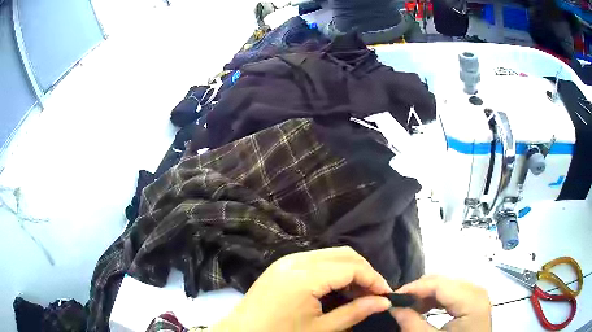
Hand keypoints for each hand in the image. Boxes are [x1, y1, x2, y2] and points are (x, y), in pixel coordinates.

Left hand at [212, 247, 392, 331]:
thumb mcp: (321, 329)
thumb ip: (355, 312)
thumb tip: (384, 302)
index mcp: (305, 276)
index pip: (352, 268)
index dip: (374, 280)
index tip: (386, 295)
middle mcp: (296, 259)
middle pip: (344, 255)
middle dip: (365, 272)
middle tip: (374, 294)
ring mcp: (287, 259)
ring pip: (331, 255)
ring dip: (350, 270)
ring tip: (359, 293)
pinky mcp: (282, 265)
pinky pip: (317, 260)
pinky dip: (334, 270)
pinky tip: (338, 289)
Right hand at [390, 275, 491, 331]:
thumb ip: (411, 323)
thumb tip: (393, 307)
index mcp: (471, 300)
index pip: (439, 284)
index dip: (414, 287)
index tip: (392, 296)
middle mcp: (477, 291)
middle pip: (444, 281)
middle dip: (419, 290)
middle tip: (399, 303)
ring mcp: (477, 295)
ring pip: (447, 285)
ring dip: (426, 295)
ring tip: (409, 307)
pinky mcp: (474, 301)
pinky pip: (452, 293)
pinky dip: (436, 299)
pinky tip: (424, 309)